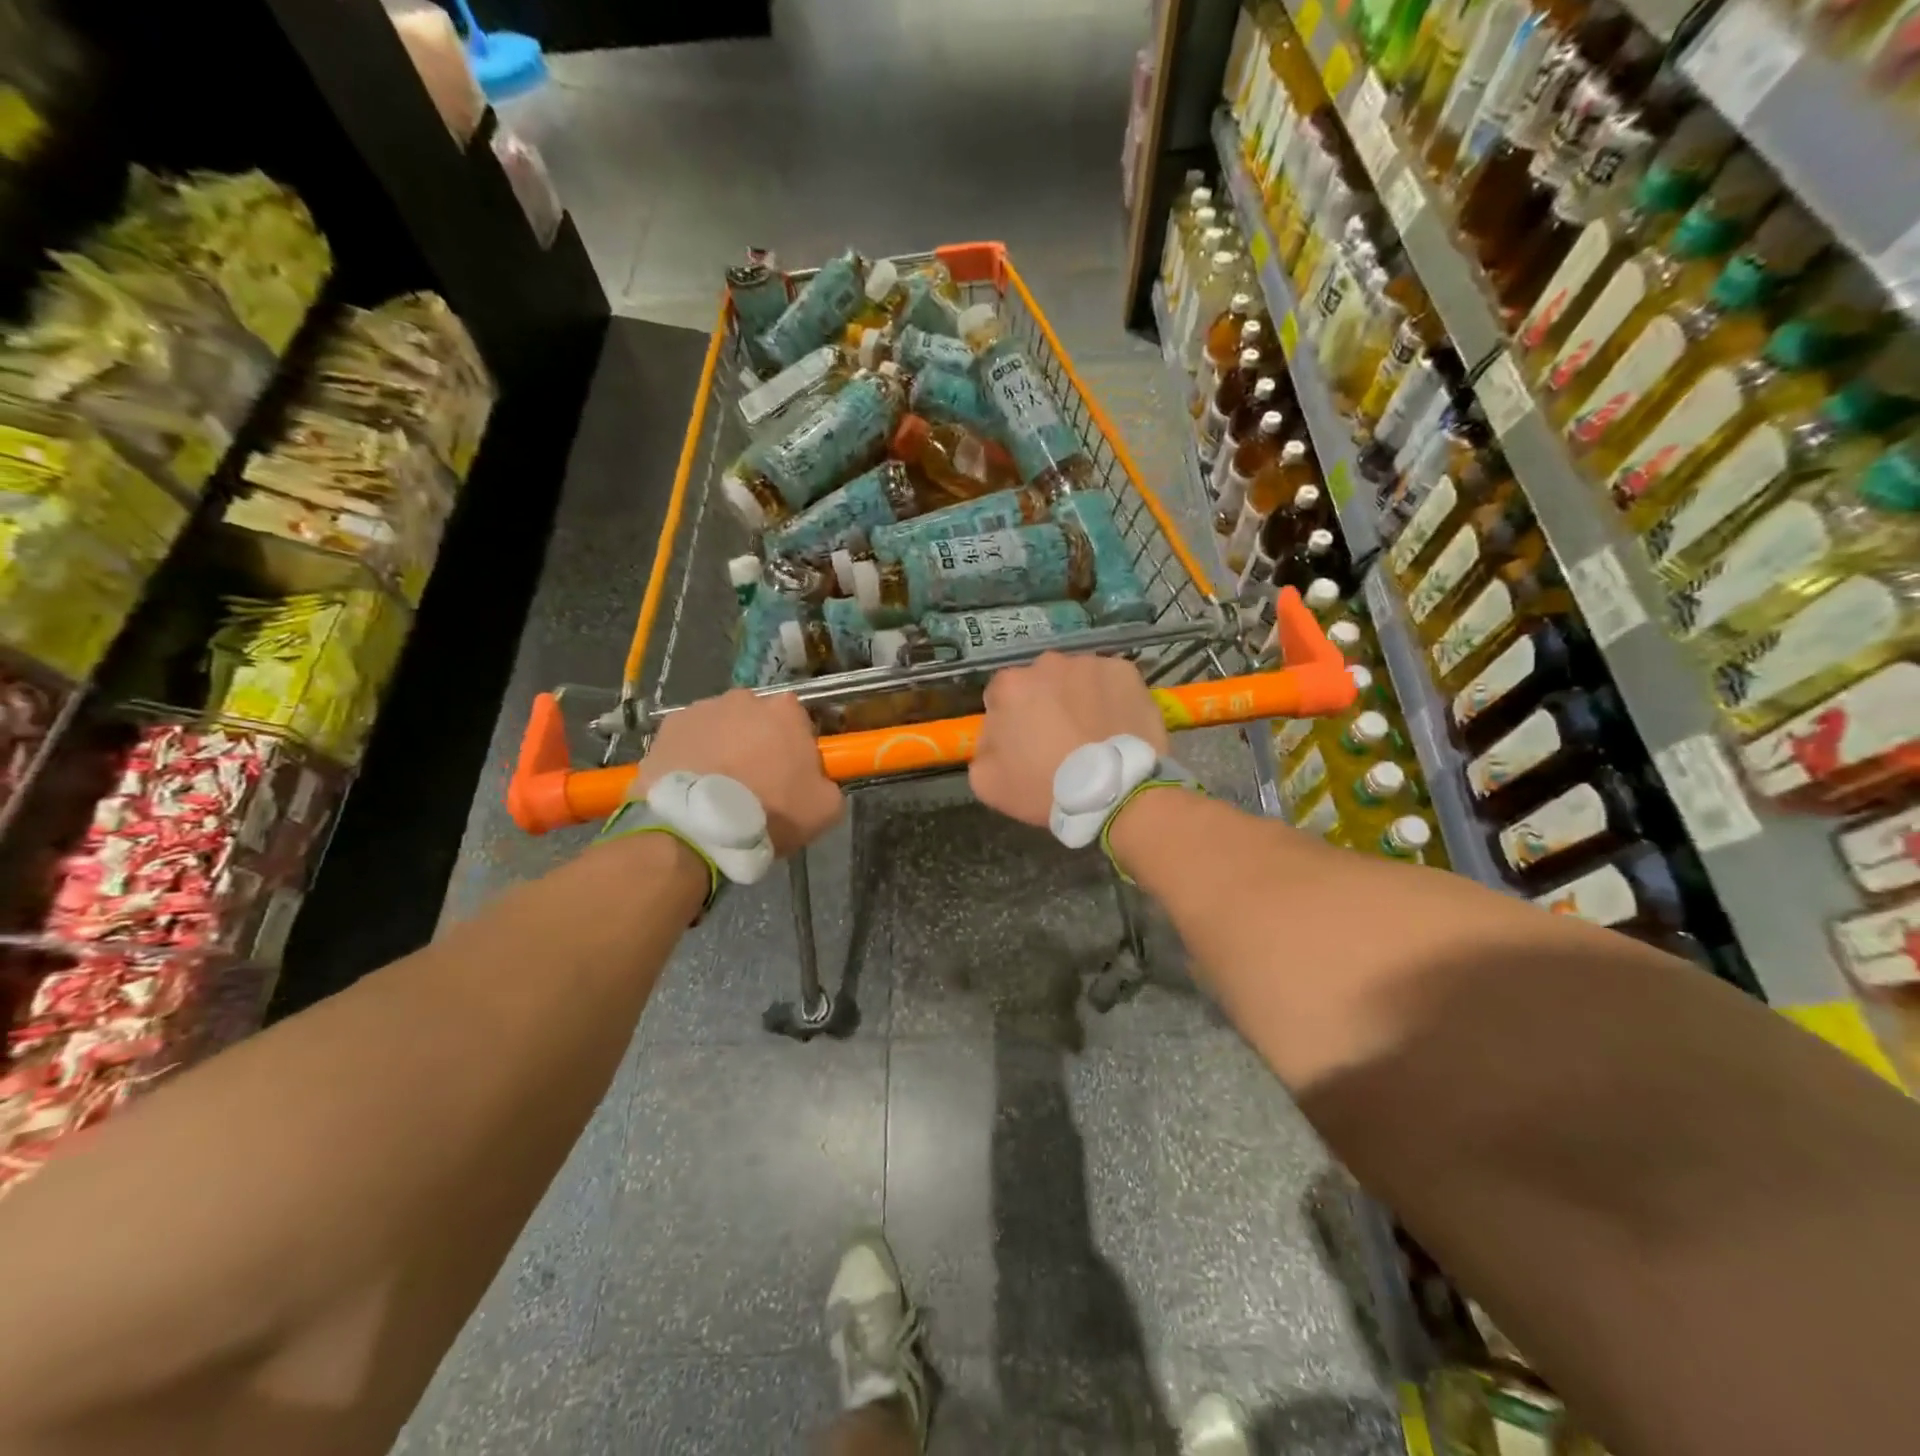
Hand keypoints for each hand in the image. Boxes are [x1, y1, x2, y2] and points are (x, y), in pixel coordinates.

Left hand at [630, 689, 842, 855]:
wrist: (697, 827)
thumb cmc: (769, 811)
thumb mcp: (825, 809)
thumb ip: (828, 785)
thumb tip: (818, 782)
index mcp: (785, 710)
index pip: (797, 720)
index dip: (794, 747)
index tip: (790, 774)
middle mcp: (744, 699)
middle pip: (756, 719)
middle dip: (756, 742)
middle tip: (754, 782)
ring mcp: (701, 709)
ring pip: (720, 727)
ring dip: (722, 748)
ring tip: (718, 788)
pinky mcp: (667, 728)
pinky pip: (688, 740)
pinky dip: (691, 756)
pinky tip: (692, 787)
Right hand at [969, 653, 1168, 827]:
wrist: (1112, 791)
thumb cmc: (1044, 787)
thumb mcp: (987, 782)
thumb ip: (981, 750)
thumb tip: (993, 737)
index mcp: (1009, 686)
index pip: (1000, 696)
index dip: (1010, 721)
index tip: (1024, 744)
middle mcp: (1047, 664)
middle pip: (1039, 682)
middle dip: (1045, 704)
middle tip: (1059, 739)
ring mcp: (1089, 663)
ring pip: (1076, 679)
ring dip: (1078, 699)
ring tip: (1091, 734)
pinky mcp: (1124, 671)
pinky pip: (1110, 682)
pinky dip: (1111, 698)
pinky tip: (1115, 726)